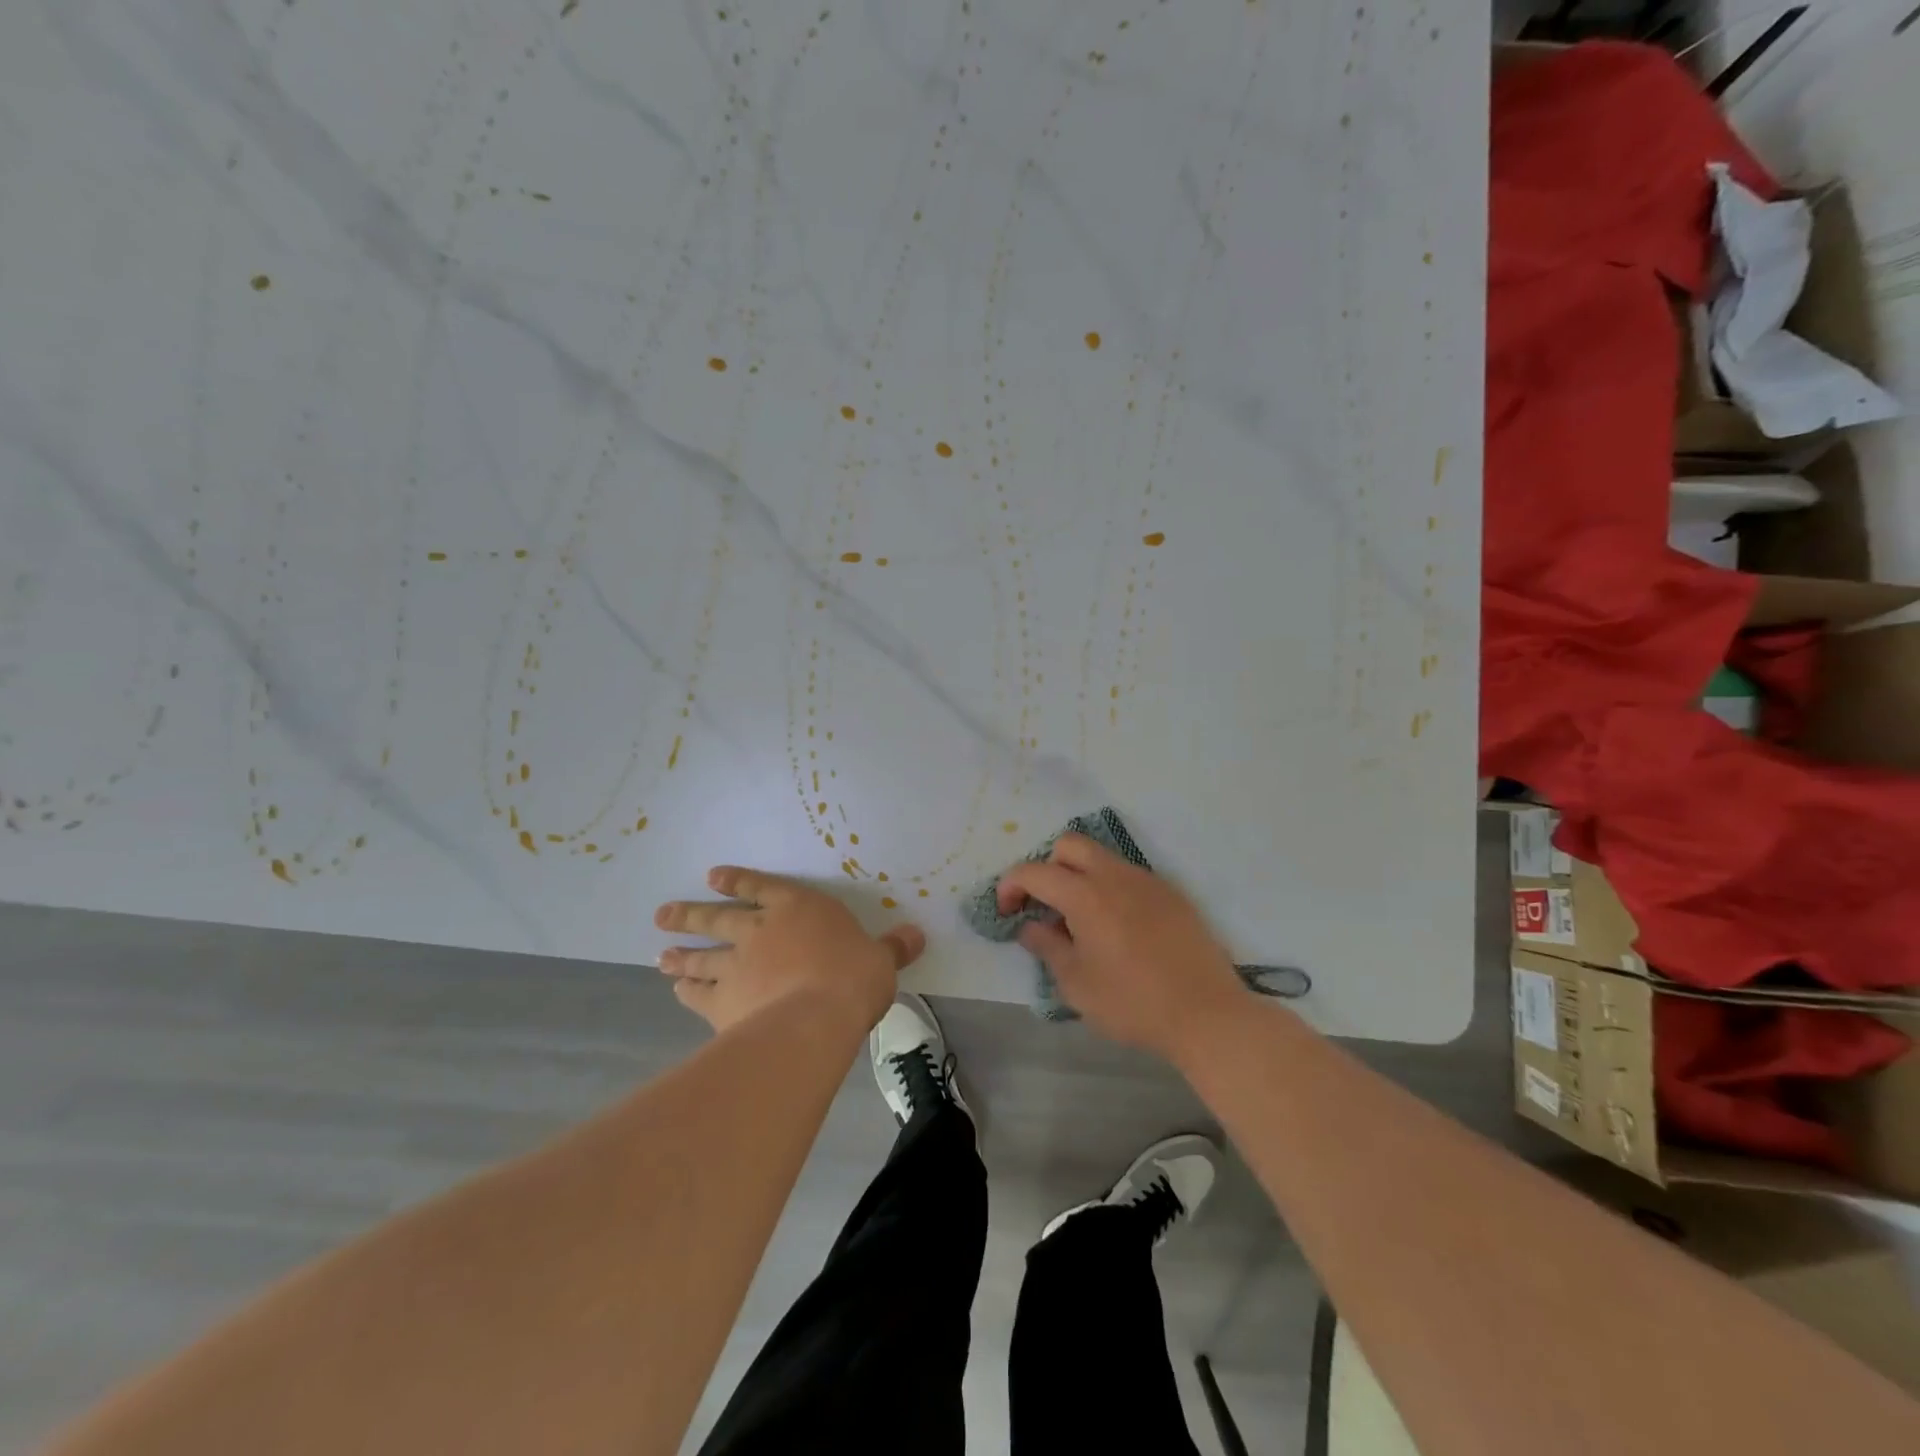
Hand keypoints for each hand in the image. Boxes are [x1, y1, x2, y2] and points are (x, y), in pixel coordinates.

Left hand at [654, 866, 924, 1033]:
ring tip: (661, 955)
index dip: (737, 881)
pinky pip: (700, 995)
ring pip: (702, 956)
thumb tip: (918, 934)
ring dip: (681, 955)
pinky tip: (677, 991)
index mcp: (798, 909)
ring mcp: (737, 966)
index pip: (762, 888)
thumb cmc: (853, 978)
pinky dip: (688, 991)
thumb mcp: (882, 960)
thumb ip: (893, 947)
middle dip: (691, 915)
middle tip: (663, 915)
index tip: (712, 876)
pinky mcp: (724, 1003)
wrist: (815, 1017)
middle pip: (718, 919)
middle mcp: (760, 931)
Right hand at [996, 833, 1246, 1060]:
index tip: (1006, 912)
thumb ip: (1047, 947)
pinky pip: (1128, 876)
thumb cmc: (1132, 1003)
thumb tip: (1029, 926)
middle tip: (1044, 905)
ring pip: (1101, 858)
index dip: (1010, 886)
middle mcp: (1114, 875)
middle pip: (1069, 846)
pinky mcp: (1171, 894)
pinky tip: (1116, 928)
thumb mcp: (1076, 984)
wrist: (1207, 1014)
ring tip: (1079, 921)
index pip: (1034, 871)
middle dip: (1047, 867)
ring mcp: (1147, 881)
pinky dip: (1109, 888)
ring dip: (1080, 876)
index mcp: (1085, 894)